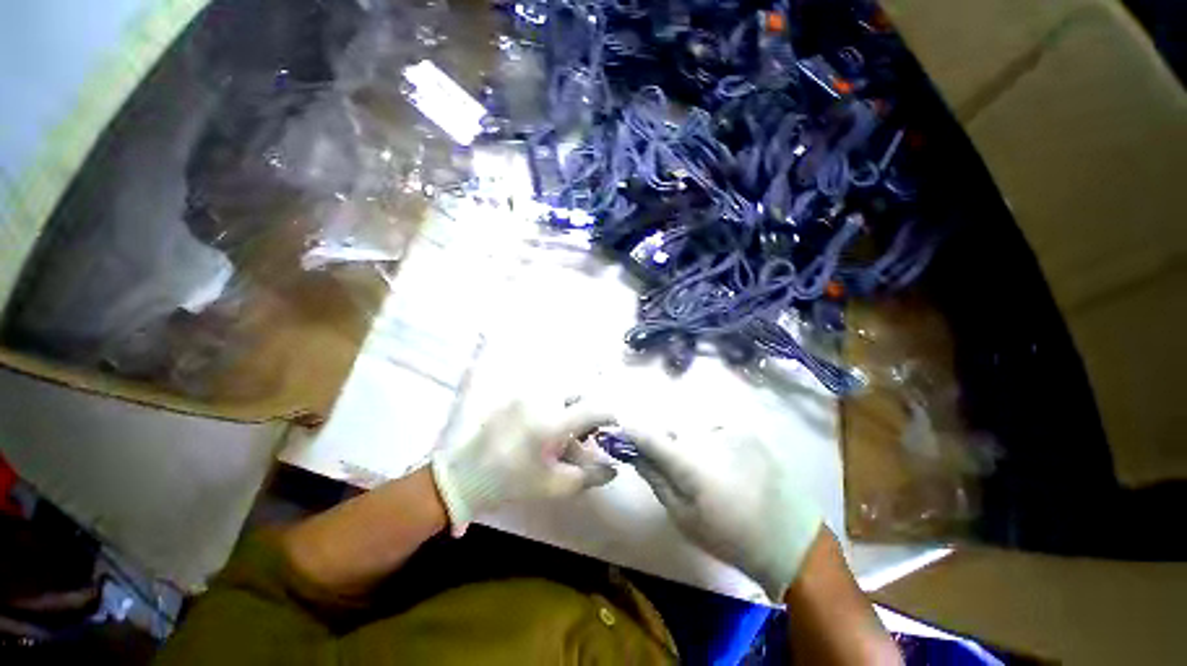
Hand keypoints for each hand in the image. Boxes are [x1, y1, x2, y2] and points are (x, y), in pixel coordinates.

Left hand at [431, 401, 616, 534]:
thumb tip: (613, 468)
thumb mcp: (553, 486)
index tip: (613, 424)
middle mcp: (541, 400)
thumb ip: (588, 476)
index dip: (609, 414)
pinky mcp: (514, 396)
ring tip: (560, 432)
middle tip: (582, 433)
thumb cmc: (512, 483)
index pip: (592, 409)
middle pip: (577, 394)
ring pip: (560, 393)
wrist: (465, 476)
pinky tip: (542, 427)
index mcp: (552, 424)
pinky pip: (543, 395)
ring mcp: (525, 395)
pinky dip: (552, 406)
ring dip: (568, 409)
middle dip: (585, 412)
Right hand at [623, 424, 822, 600]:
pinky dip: (708, 440)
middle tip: (669, 462)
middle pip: (670, 428)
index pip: (648, 435)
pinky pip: (713, 428)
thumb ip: (656, 479)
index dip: (631, 431)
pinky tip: (723, 461)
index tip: (621, 433)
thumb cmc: (729, 536)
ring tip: (702, 466)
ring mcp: (729, 429)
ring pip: (692, 427)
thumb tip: (635, 453)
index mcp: (689, 462)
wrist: (789, 538)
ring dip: (687, 440)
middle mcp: (706, 436)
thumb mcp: (683, 517)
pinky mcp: (745, 430)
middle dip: (663, 440)